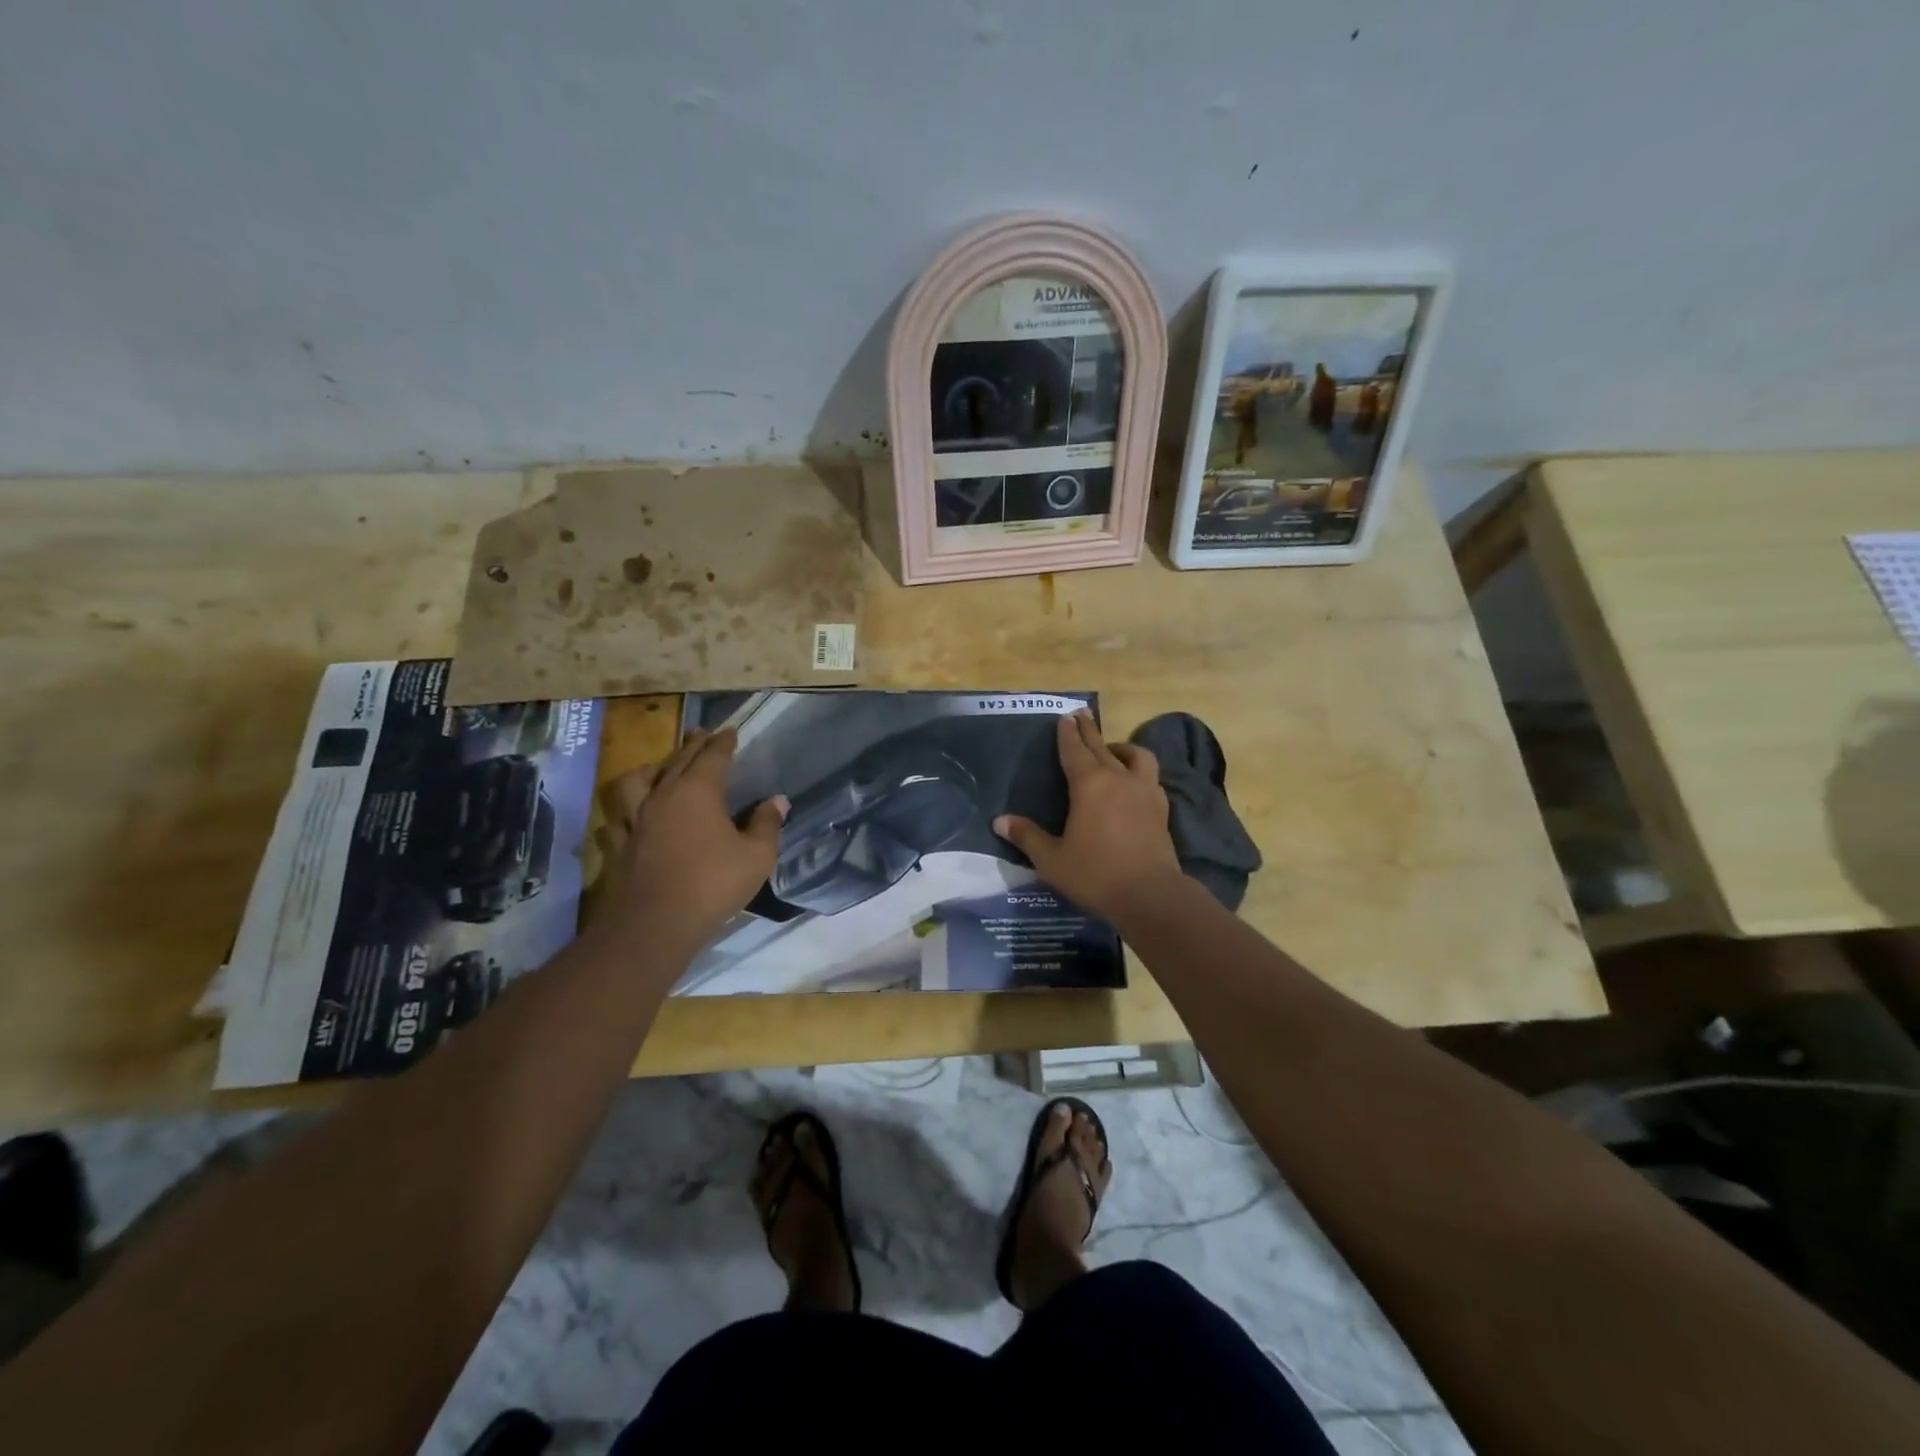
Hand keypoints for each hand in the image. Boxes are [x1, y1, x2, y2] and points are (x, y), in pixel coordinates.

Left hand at [598, 728, 787, 941]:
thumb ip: (767, 825)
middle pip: (678, 761)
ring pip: (637, 782)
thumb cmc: (712, 885)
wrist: (654, 924)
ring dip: (651, 769)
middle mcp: (663, 797)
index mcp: (698, 792)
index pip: (712, 757)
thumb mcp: (756, 856)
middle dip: (693, 745)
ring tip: (659, 768)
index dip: (723, 743)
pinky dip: (627, 809)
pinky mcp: (618, 845)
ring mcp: (635, 820)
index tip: (730, 731)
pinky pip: (618, 817)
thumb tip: (777, 800)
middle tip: (701, 734)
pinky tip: (632, 815)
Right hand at [994, 710, 1181, 921]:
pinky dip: (1140, 772)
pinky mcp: (1161, 809)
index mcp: (1089, 785)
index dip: (1067, 734)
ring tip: (1113, 750)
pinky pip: (1151, 779)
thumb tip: (1000, 821)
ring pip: (1137, 757)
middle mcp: (1118, 779)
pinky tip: (1135, 783)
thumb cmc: (1095, 874)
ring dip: (1122, 748)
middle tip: (1082, 715)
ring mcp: (1145, 792)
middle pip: (1102, 747)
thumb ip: (1027, 836)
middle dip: (1090, 730)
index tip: (1065, 717)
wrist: (1150, 895)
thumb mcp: (1051, 859)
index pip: (1075, 751)